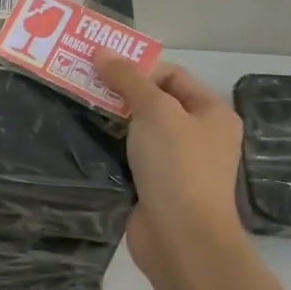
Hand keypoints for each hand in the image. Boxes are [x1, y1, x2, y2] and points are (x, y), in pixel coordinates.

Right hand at [96, 54, 246, 279]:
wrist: (181, 239)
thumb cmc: (177, 166)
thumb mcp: (154, 111)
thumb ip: (128, 79)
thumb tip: (102, 50)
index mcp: (212, 113)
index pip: (172, 75)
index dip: (138, 67)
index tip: (100, 68)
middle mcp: (199, 136)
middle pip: (155, 102)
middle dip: (121, 92)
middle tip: (82, 83)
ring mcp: (178, 164)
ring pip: (140, 132)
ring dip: (113, 121)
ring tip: (79, 107)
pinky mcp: (156, 188)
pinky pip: (131, 158)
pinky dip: (111, 149)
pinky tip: (86, 140)